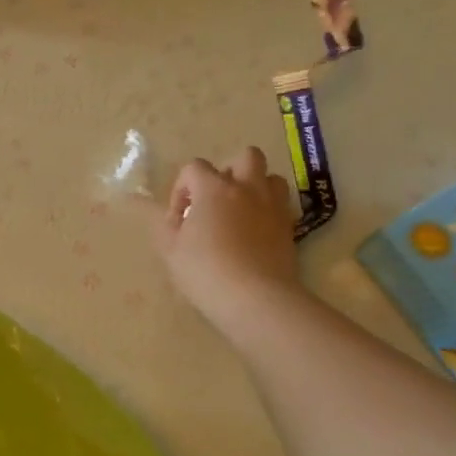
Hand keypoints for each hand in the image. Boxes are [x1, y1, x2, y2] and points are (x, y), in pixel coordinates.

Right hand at [155, 148, 302, 335]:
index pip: (194, 167)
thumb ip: (166, 225)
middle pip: (246, 157)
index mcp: (214, 188)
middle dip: (229, 171)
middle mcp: (247, 188)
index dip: (182, 188)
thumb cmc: (205, 270)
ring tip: (241, 211)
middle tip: (216, 199)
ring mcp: (273, 206)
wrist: (255, 298)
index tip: (179, 217)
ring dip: (255, 186)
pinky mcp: (289, 227)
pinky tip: (255, 233)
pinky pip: (281, 205)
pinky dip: (268, 210)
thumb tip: (169, 215)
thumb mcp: (171, 250)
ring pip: (271, 177)